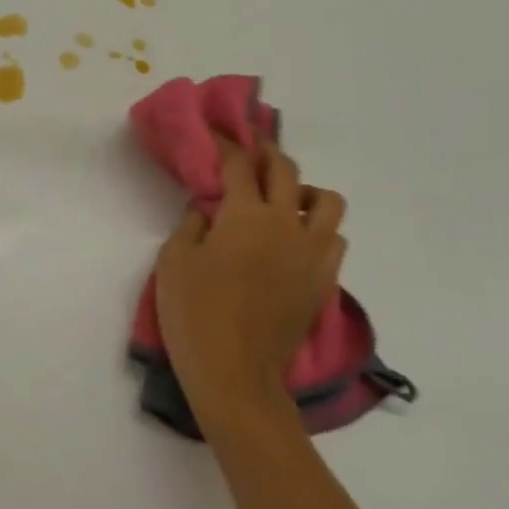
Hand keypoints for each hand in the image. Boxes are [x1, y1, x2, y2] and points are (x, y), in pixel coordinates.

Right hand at [154, 134, 347, 435]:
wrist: (236, 374)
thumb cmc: (195, 312)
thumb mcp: (175, 260)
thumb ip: (191, 224)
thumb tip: (208, 210)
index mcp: (246, 215)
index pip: (239, 164)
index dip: (226, 144)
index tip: (216, 134)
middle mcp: (286, 225)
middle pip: (287, 171)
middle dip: (267, 154)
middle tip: (250, 155)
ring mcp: (311, 255)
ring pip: (326, 202)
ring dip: (304, 191)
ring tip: (283, 201)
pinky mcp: (322, 282)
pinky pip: (334, 240)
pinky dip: (317, 229)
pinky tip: (294, 241)